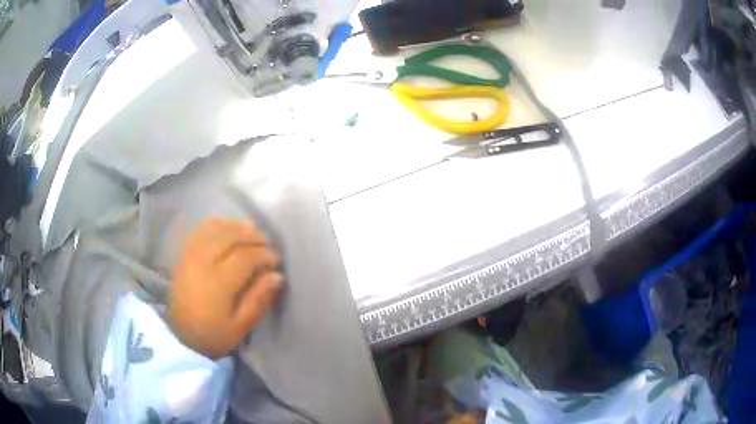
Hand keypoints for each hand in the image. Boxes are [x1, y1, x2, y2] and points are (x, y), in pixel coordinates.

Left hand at [167, 217, 282, 358]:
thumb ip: (258, 300)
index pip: (245, 257)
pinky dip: (216, 223)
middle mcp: (203, 263)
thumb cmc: (212, 334)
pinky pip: (200, 229)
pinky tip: (227, 226)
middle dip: (253, 236)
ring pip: (215, 229)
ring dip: (236, 226)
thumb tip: (277, 276)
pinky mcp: (184, 254)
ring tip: (251, 231)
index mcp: (218, 283)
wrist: (179, 335)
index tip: (276, 260)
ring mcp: (190, 255)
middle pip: (231, 237)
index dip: (264, 254)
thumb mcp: (240, 327)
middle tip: (267, 243)